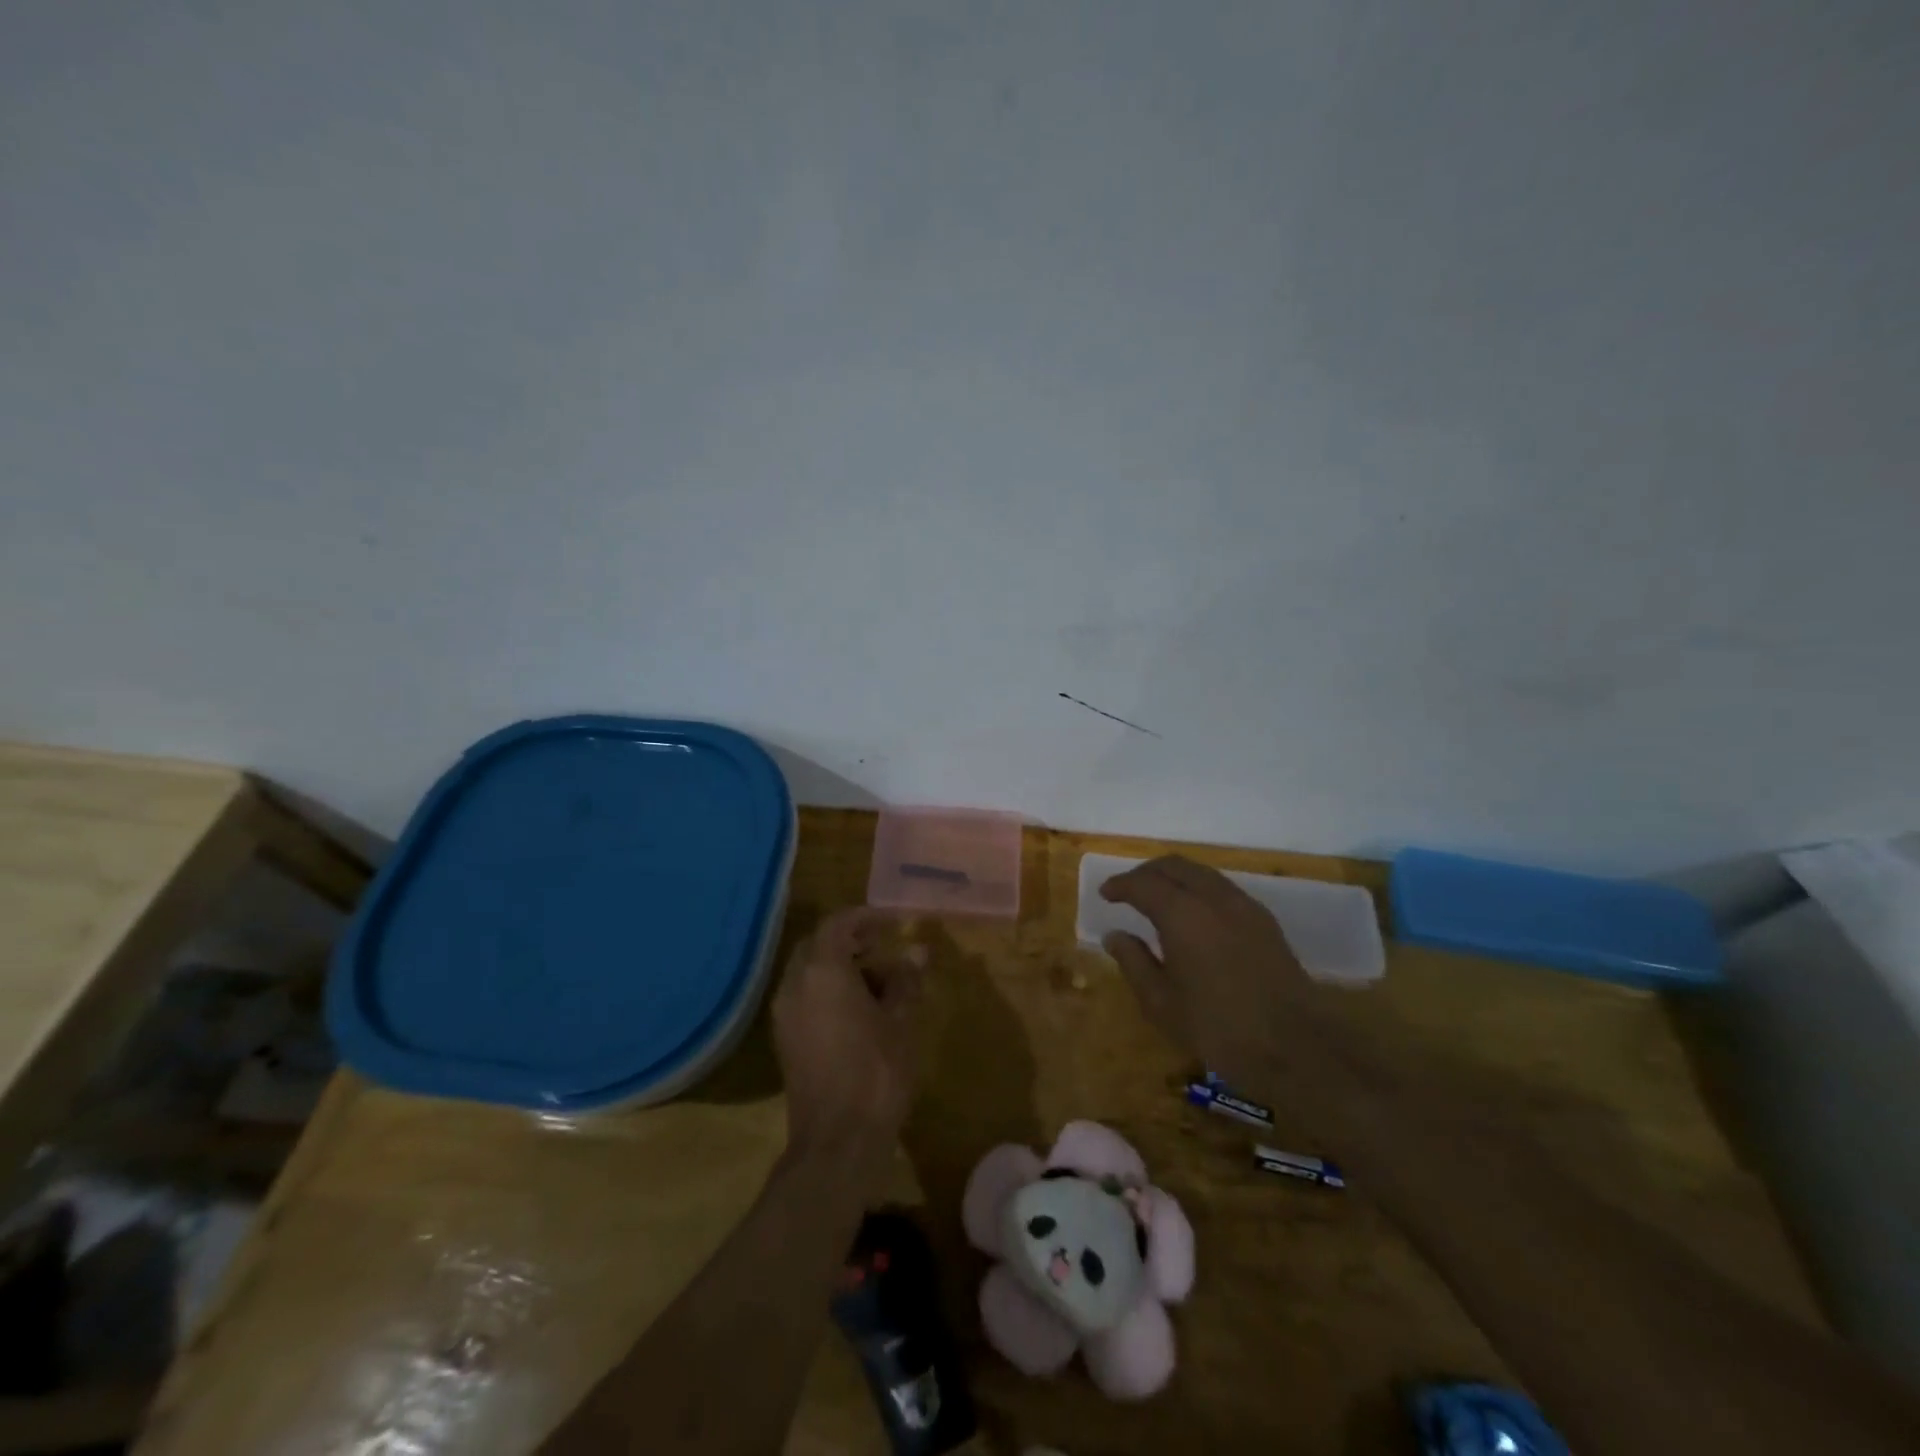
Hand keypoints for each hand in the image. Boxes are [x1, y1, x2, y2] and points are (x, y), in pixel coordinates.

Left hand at [771, 908, 924, 1179]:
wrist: (837, 1141)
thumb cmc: (876, 1072)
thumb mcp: (901, 1021)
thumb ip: (906, 980)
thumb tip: (917, 951)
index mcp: (822, 971)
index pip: (838, 923)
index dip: (866, 917)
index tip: (893, 922)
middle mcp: (794, 984)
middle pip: (819, 945)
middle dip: (851, 941)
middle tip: (884, 948)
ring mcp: (784, 1013)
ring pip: (809, 972)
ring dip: (840, 967)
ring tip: (879, 983)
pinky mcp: (784, 1039)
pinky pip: (804, 996)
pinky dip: (828, 990)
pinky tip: (858, 1011)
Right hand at [1099, 856, 1316, 1087]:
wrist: (1297, 1049)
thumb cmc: (1219, 1030)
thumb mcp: (1162, 1004)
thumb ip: (1134, 962)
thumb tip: (1115, 936)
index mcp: (1183, 914)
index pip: (1143, 884)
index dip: (1120, 885)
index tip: (1105, 894)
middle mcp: (1214, 898)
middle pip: (1174, 866)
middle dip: (1146, 873)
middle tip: (1127, 890)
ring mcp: (1245, 906)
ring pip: (1202, 873)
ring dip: (1175, 878)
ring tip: (1158, 899)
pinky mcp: (1265, 921)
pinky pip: (1222, 888)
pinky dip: (1199, 889)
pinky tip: (1194, 915)